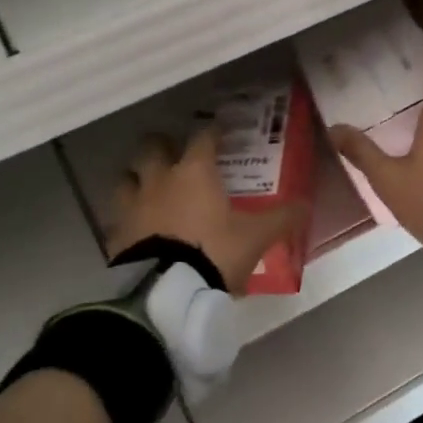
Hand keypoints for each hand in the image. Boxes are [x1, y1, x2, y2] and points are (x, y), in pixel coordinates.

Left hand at [108, 126, 300, 293]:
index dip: (212, 132)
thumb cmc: (215, 252)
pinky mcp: (117, 234)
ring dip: (137, 177)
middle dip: (162, 145)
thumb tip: (305, 205)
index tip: (219, 132)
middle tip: (174, 153)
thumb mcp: (256, 237)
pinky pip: (119, 215)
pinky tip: (138, 226)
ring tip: (150, 186)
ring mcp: (133, 205)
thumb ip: (281, 219)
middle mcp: (160, 179)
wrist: (167, 290)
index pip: (203, 138)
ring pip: (127, 177)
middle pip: (152, 147)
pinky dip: (128, 216)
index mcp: (195, 172)